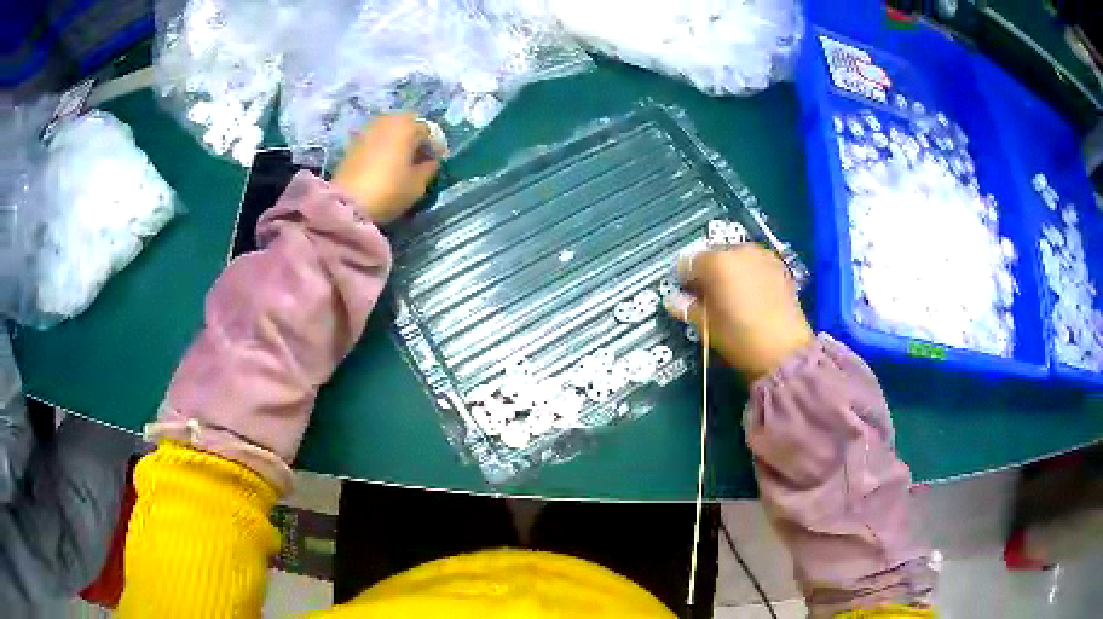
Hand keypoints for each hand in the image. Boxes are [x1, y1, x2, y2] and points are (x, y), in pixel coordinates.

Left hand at [332, 114, 445, 223]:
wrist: (347, 204)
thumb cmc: (389, 191)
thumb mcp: (418, 184)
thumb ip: (429, 168)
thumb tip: (431, 161)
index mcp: (407, 126)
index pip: (428, 130)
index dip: (435, 146)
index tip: (437, 162)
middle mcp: (387, 121)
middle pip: (407, 125)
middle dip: (415, 139)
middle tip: (419, 159)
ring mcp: (367, 130)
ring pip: (389, 130)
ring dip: (397, 142)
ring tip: (401, 161)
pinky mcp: (352, 143)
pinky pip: (375, 139)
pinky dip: (382, 147)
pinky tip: (384, 164)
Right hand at [664, 244, 813, 380]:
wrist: (784, 350)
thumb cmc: (740, 338)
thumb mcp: (707, 327)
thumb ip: (687, 308)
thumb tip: (673, 300)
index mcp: (716, 263)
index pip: (688, 263)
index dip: (684, 280)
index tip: (686, 296)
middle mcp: (738, 251)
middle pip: (714, 255)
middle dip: (708, 273)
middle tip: (709, 297)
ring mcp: (762, 256)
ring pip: (736, 257)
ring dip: (730, 271)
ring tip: (732, 295)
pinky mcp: (779, 266)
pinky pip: (756, 263)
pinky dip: (749, 273)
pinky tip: (752, 294)